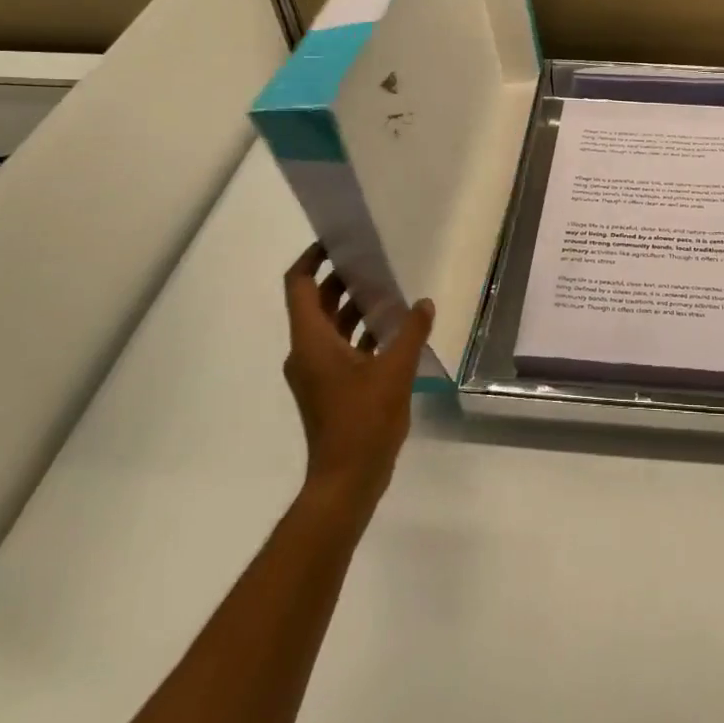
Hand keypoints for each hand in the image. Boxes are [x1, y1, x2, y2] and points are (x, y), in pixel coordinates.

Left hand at [282, 243, 434, 515]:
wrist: (346, 481)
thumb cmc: (364, 420)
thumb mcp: (395, 370)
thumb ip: (411, 332)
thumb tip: (423, 303)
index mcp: (311, 341)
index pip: (299, 285)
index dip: (312, 258)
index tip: (337, 241)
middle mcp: (306, 351)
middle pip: (315, 302)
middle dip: (340, 278)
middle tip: (373, 259)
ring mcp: (315, 372)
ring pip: (329, 325)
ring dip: (352, 305)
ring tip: (387, 289)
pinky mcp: (328, 388)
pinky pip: (339, 346)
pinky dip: (358, 332)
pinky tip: (391, 329)